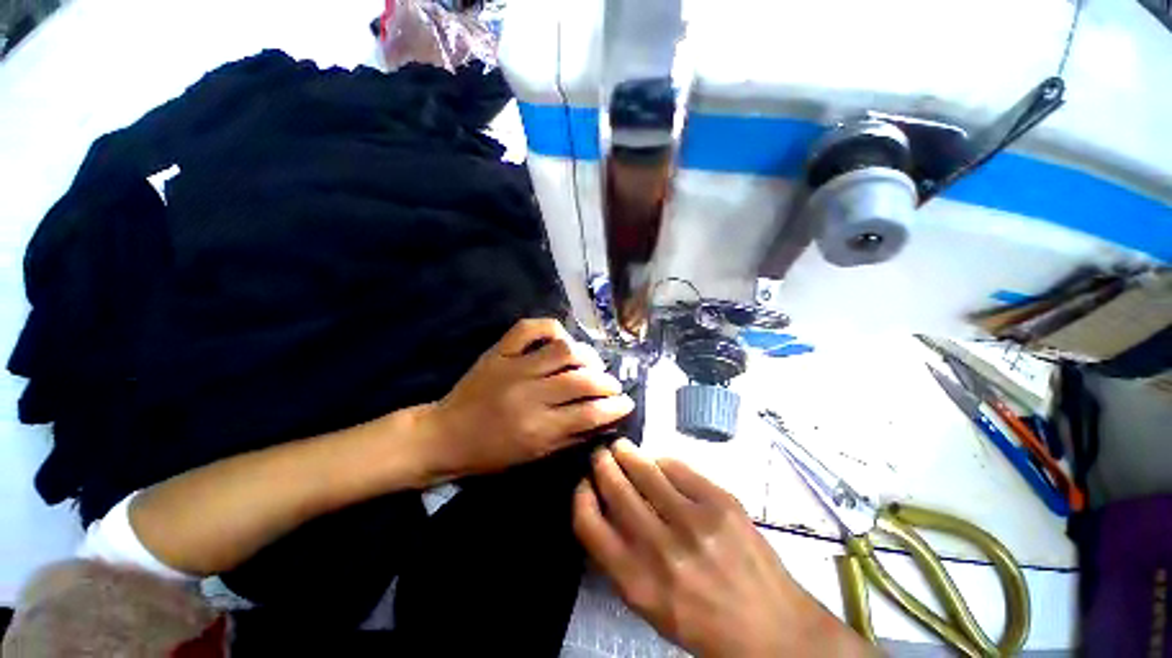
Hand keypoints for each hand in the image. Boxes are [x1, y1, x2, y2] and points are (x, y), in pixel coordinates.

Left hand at [421, 318, 633, 477]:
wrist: (445, 434)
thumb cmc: (491, 453)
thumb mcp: (534, 456)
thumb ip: (570, 437)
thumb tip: (602, 421)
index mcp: (538, 428)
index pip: (589, 413)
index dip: (615, 407)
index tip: (627, 402)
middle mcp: (530, 394)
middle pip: (581, 379)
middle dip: (607, 381)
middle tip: (612, 385)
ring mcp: (514, 367)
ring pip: (563, 350)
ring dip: (587, 355)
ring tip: (592, 363)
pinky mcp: (500, 351)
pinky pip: (529, 328)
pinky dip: (552, 328)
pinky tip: (562, 339)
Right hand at [574, 440, 874, 657]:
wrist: (774, 630)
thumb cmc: (705, 623)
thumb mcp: (652, 606)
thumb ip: (622, 558)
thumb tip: (606, 506)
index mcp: (638, 583)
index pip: (590, 524)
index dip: (581, 496)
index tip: (584, 483)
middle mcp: (661, 549)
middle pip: (616, 489)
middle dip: (603, 464)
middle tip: (601, 454)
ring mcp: (694, 521)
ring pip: (645, 469)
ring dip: (627, 453)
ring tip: (621, 447)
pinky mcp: (721, 501)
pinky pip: (678, 467)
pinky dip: (662, 461)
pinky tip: (659, 462)